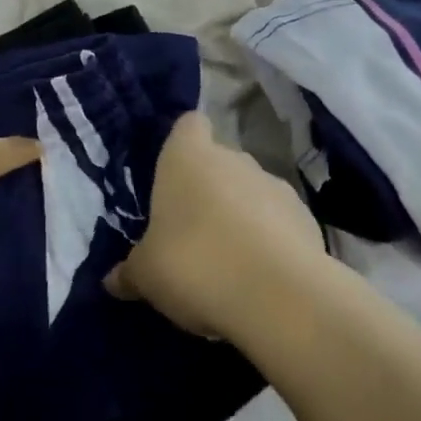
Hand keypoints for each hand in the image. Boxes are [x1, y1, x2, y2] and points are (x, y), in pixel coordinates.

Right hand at [107, 113, 324, 339]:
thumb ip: (130, 272)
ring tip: (229, 262)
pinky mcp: (307, 218)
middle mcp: (233, 159)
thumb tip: (113, 281)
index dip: (183, 143)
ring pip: (251, 192)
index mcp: (188, 158)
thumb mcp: (147, 275)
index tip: (174, 173)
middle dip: (209, 190)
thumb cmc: (194, 264)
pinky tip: (261, 277)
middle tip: (192, 233)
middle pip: (219, 162)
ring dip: (242, 216)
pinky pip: (280, 222)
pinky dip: (272, 241)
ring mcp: (275, 185)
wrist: (278, 295)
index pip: (188, 125)